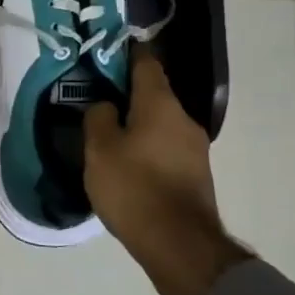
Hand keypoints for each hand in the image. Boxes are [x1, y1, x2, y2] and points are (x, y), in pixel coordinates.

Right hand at [84, 46, 246, 293]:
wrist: (179, 244)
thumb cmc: (134, 188)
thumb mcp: (100, 150)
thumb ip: (98, 118)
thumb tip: (105, 105)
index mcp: (160, 104)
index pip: (146, 63)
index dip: (127, 53)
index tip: (108, 51)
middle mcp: (183, 119)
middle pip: (154, 95)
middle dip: (128, 94)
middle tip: (98, 98)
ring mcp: (194, 148)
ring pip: (160, 123)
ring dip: (138, 123)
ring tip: (110, 133)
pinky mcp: (195, 174)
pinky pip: (166, 147)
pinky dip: (148, 146)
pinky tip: (129, 162)